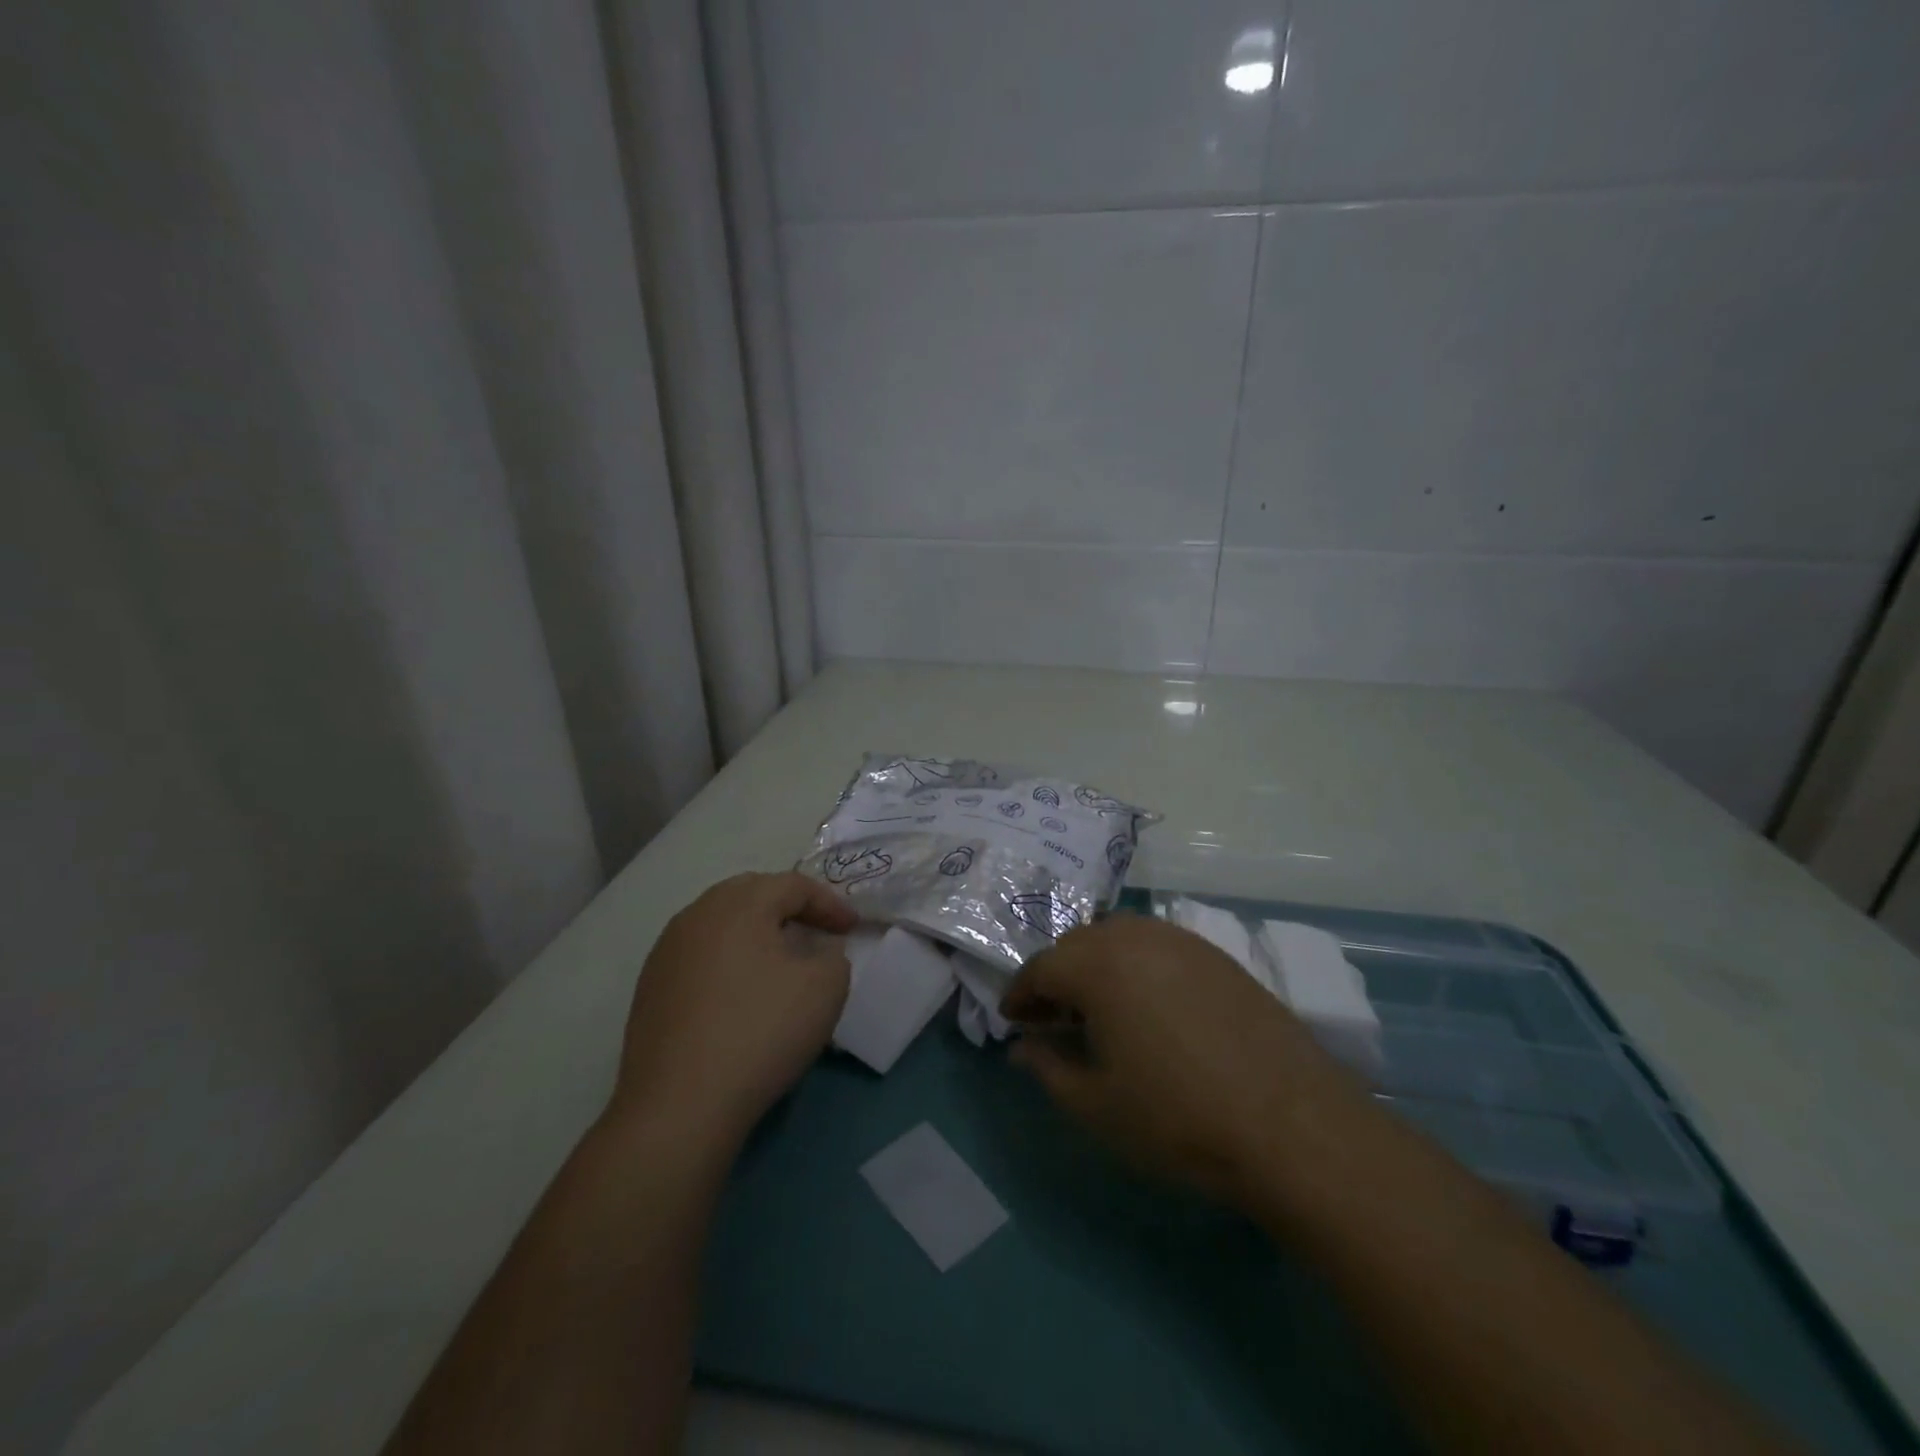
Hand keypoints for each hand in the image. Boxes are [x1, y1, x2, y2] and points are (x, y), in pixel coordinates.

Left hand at [610, 872, 856, 1150]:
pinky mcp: (650, 988)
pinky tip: (740, 994)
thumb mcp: (825, 989)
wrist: (679, 1106)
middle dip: (789, 908)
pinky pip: (699, 955)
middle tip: (816, 931)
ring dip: (755, 932)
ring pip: (720, 923)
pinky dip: (728, 961)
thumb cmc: (761, 1032)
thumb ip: (833, 958)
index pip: (793, 885)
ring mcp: (666, 952)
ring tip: (779, 960)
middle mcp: (696, 915)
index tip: (853, 929)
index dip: (829, 903)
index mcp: (739, 904)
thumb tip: (819, 954)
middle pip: (751, 893)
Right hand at [1002, 915, 1363, 1207]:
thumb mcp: (1096, 1105)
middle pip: (1078, 945)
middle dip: (1056, 976)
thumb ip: (1048, 1069)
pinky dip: (1137, 964)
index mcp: (1098, 965)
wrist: (1291, 1125)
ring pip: (1119, 937)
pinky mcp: (1217, 955)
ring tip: (1099, 1008)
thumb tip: (1022, 1048)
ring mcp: (1181, 941)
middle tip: (1052, 1017)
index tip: (1012, 1020)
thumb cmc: (1177, 1117)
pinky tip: (1149, 1004)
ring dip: (1096, 965)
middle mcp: (1135, 936)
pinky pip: (1158, 945)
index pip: (1041, 967)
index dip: (1020, 993)